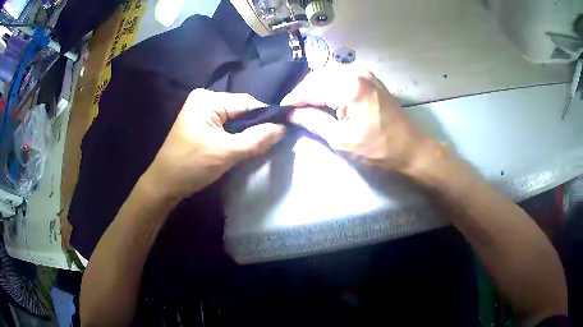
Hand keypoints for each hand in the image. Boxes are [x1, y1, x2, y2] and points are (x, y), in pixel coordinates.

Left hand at [143, 89, 284, 199]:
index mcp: (208, 99)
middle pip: (241, 110)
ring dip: (246, 133)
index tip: (283, 132)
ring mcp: (202, 111)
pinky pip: (226, 126)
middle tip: (269, 144)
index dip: (266, 117)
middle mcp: (204, 99)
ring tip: (257, 147)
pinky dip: (236, 136)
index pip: (247, 103)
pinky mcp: (201, 123)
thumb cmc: (191, 166)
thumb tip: (283, 128)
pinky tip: (242, 147)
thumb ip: (257, 139)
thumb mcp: (226, 153)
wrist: (165, 184)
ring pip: (235, 119)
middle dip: (255, 127)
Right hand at [282, 69, 433, 172]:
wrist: (410, 148)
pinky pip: (341, 78)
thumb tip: (291, 113)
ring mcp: (365, 74)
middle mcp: (356, 72)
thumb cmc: (377, 149)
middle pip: (319, 77)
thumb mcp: (341, 139)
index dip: (293, 99)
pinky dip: (329, 87)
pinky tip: (323, 99)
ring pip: (329, 76)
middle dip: (303, 93)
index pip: (311, 88)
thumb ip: (313, 121)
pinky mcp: (370, 79)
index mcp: (349, 86)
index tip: (280, 109)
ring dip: (315, 89)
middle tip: (292, 110)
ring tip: (304, 106)